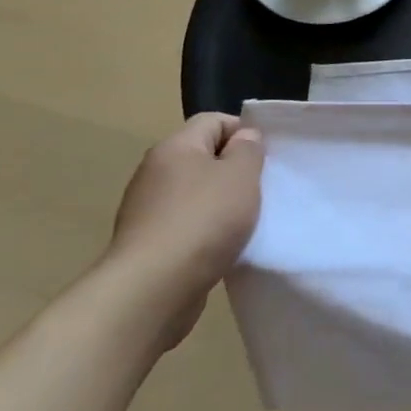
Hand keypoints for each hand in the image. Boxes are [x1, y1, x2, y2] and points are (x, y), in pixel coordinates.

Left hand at [104, 113, 263, 349]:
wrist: (151, 290)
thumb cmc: (203, 220)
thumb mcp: (242, 175)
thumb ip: (248, 150)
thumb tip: (242, 138)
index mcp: (175, 147)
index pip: (213, 120)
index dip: (243, 132)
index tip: (264, 158)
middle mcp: (154, 172)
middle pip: (202, 157)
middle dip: (233, 170)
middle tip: (259, 189)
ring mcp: (146, 210)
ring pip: (194, 193)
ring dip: (220, 203)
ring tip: (244, 222)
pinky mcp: (146, 243)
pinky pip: (184, 224)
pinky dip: (204, 231)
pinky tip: (220, 247)